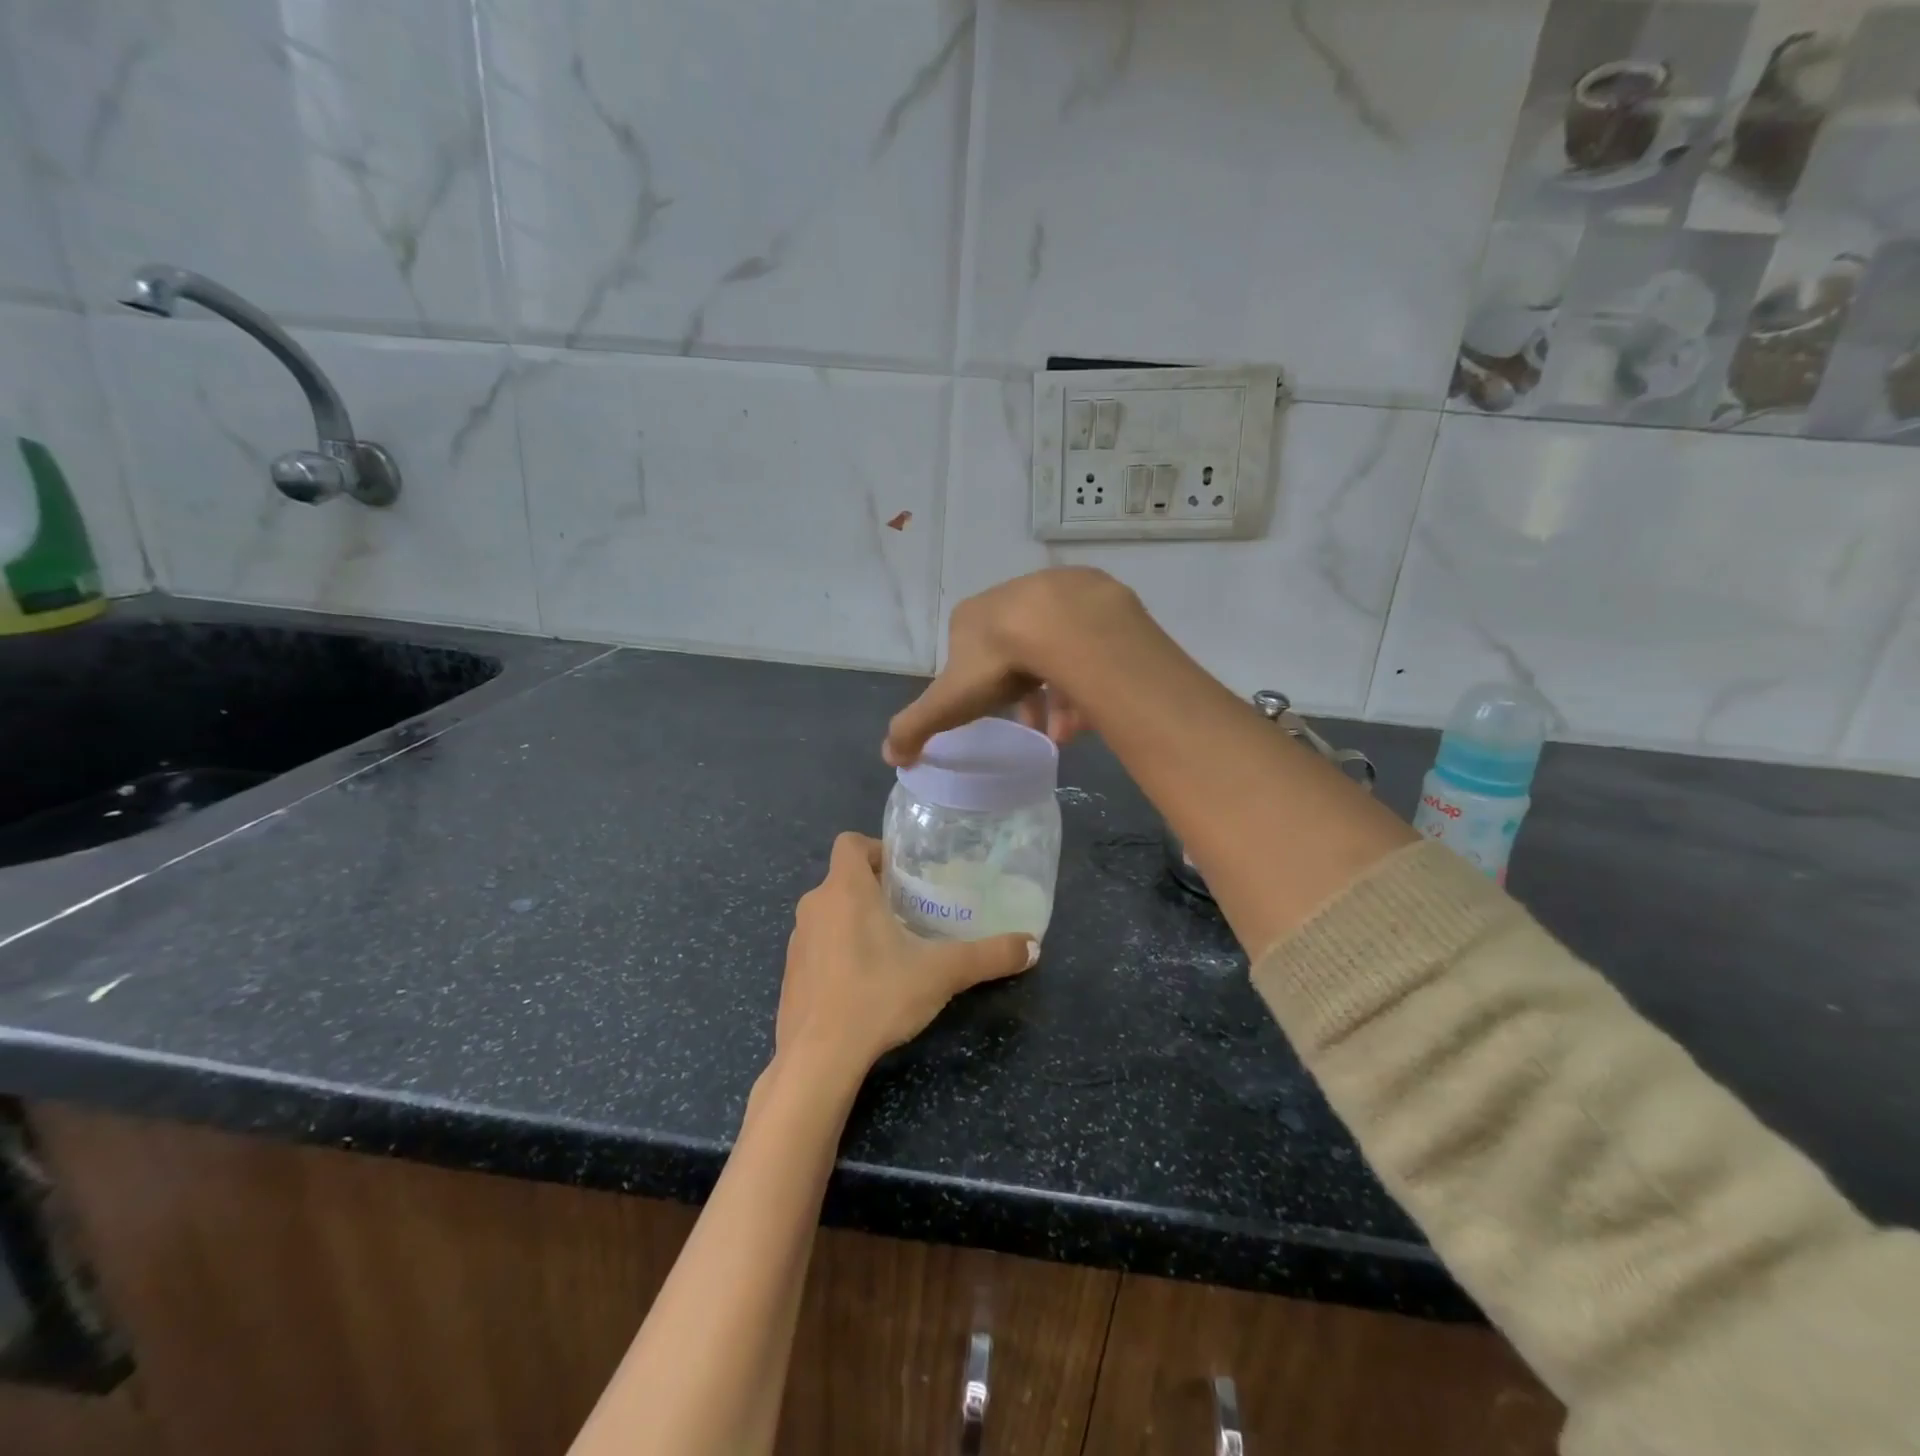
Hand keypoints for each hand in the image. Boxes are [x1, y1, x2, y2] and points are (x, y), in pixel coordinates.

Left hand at [774, 834, 1037, 1085]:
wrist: (816, 1059)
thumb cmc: (877, 996)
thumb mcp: (942, 973)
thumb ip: (989, 956)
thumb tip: (1033, 947)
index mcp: (844, 889)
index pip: (850, 842)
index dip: (877, 849)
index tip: (906, 874)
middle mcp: (815, 905)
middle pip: (844, 878)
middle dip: (876, 889)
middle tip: (912, 911)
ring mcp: (797, 941)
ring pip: (830, 912)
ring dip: (857, 919)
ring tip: (893, 947)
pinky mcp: (790, 974)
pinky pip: (819, 945)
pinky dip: (839, 950)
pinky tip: (865, 982)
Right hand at [883, 568, 1141, 765]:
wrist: (1061, 623)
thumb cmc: (997, 662)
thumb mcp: (948, 702)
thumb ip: (916, 727)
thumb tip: (890, 757)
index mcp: (971, 618)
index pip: (968, 655)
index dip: (977, 689)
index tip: (993, 717)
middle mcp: (1010, 599)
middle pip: (1014, 655)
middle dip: (1023, 697)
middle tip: (1035, 729)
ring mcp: (1053, 596)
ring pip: (1054, 653)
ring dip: (1058, 696)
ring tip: (1066, 734)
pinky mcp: (1093, 600)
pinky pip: (1087, 647)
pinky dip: (1087, 680)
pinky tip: (1091, 713)